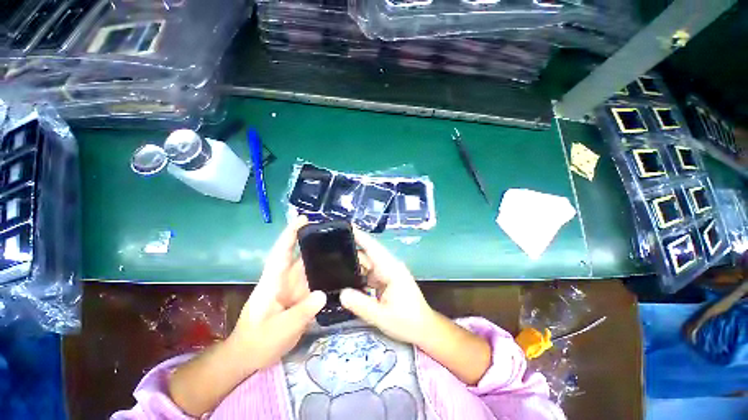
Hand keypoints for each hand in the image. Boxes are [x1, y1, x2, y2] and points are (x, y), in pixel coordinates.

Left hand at [230, 216, 325, 370]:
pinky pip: (314, 284)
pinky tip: (339, 276)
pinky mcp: (299, 298)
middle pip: (301, 257)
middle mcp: (284, 280)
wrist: (249, 357)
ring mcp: (293, 289)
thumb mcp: (279, 329)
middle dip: (316, 244)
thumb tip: (323, 293)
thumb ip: (302, 312)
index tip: (304, 219)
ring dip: (324, 261)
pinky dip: (325, 278)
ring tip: (344, 253)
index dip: (291, 233)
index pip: (282, 251)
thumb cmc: (257, 341)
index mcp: (273, 281)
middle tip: (337, 236)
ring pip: (310, 270)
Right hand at [340, 229, 435, 345]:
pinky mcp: (385, 280)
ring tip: (332, 262)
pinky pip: (368, 274)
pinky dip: (357, 275)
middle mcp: (389, 267)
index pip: (373, 248)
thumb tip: (341, 293)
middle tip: (329, 249)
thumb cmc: (407, 322)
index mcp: (391, 269)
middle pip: (367, 256)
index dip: (360, 236)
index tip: (346, 227)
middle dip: (350, 251)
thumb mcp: (382, 316)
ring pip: (366, 265)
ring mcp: (387, 273)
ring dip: (352, 264)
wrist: (424, 329)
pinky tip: (345, 277)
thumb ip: (361, 305)